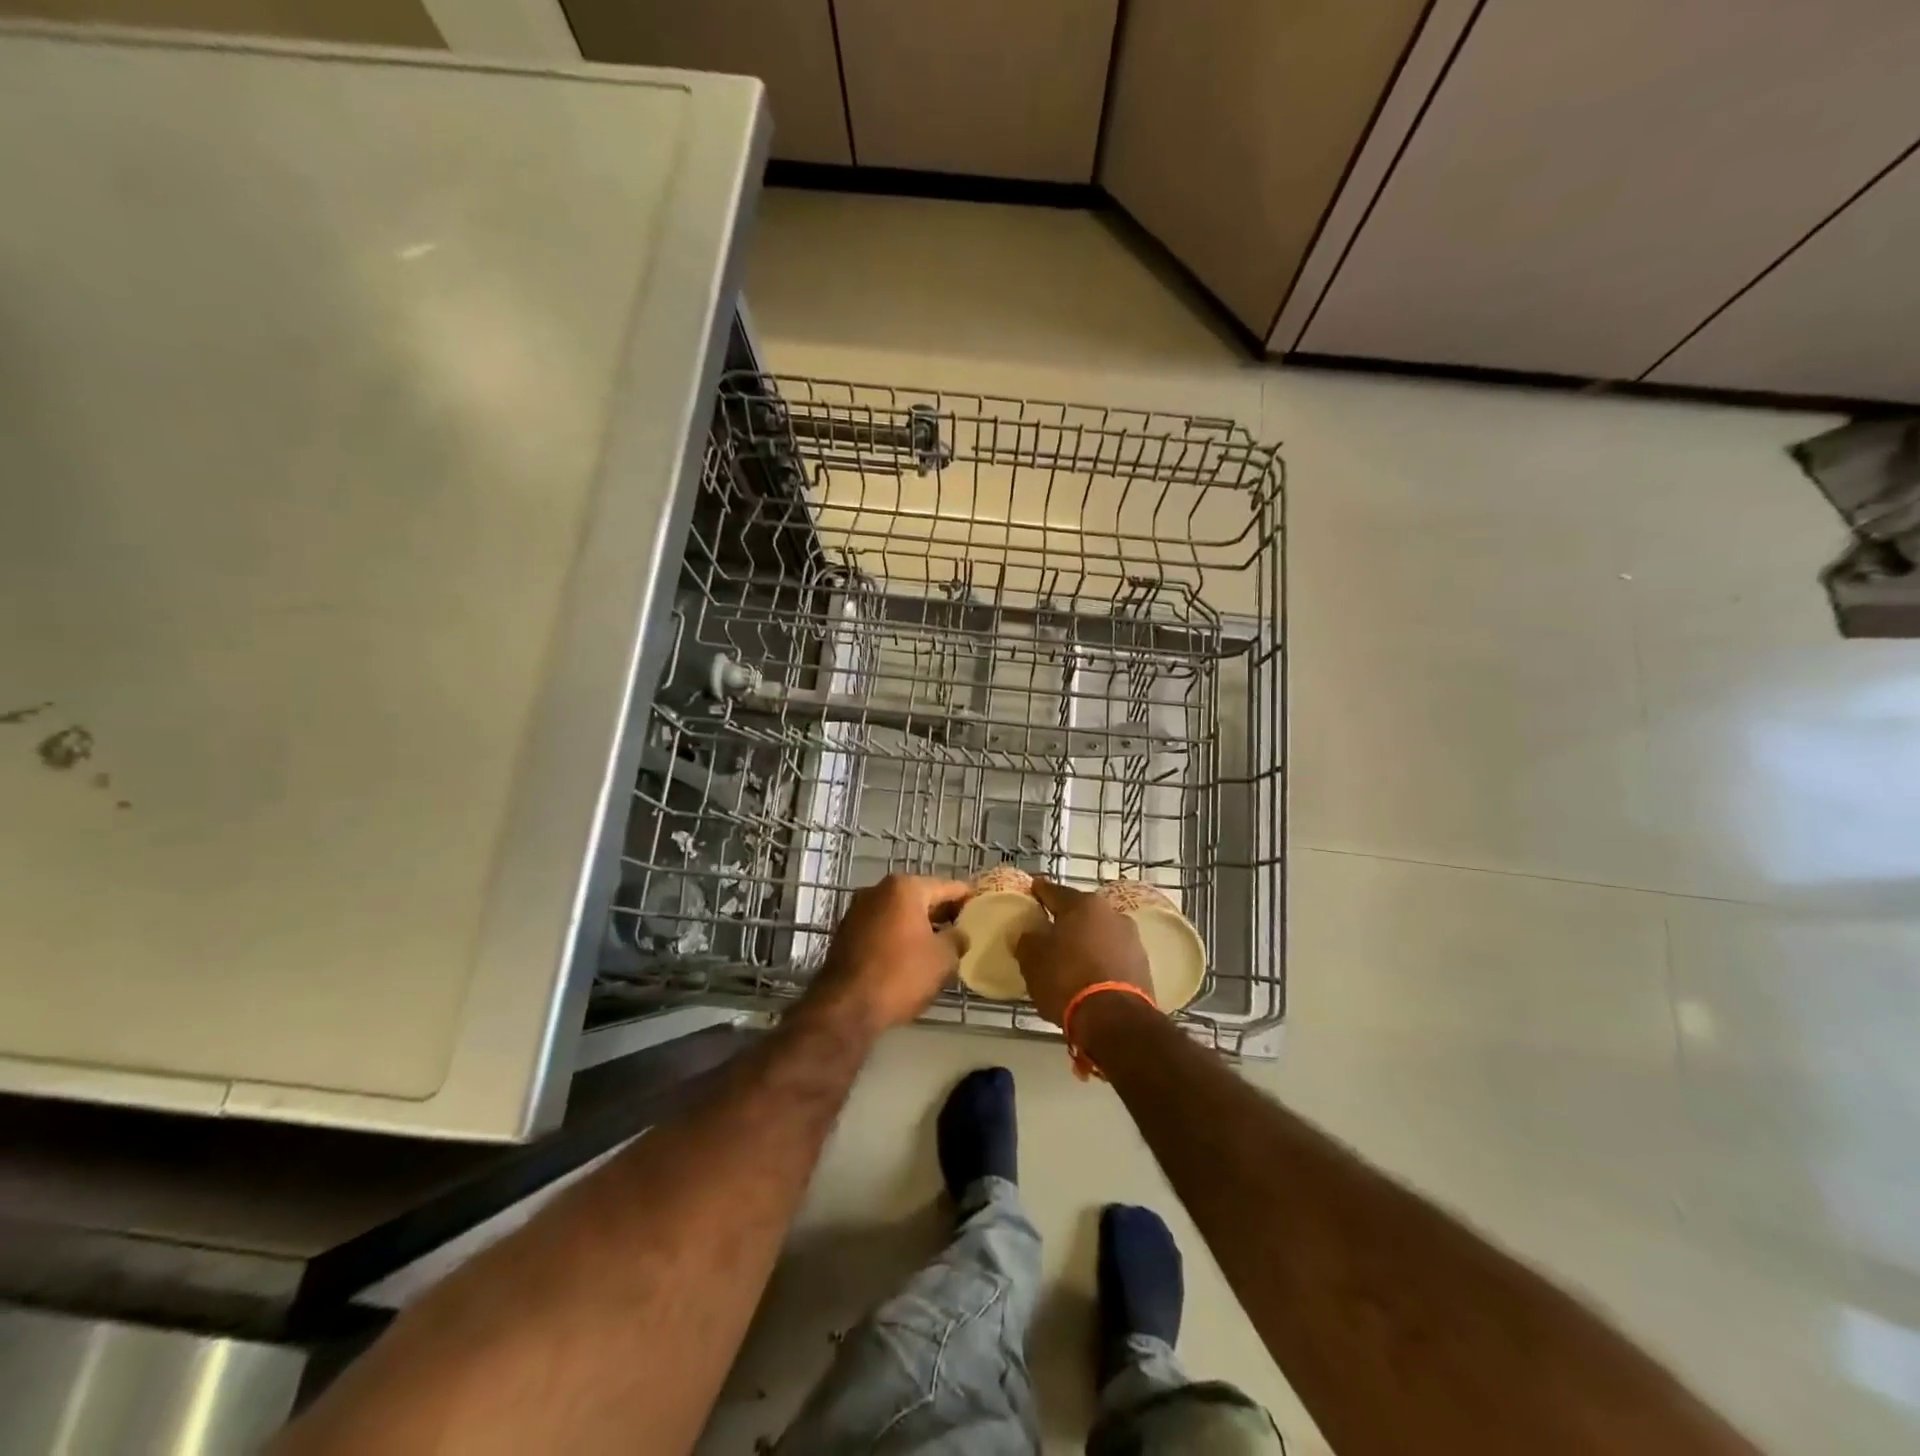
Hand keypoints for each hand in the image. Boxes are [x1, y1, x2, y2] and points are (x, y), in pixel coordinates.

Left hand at [808, 874, 969, 1033]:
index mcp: (905, 887)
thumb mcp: (943, 958)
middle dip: (942, 912)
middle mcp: (878, 890)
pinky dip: (898, 935)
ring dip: (918, 925)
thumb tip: (958, 934)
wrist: (845, 1007)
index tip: (981, 908)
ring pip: (899, 912)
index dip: (967, 898)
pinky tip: (910, 955)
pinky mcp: (846, 932)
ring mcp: (858, 910)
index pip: (947, 887)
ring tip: (940, 944)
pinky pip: (882, 927)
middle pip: (920, 896)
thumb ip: (957, 938)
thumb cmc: (901, 975)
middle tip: (963, 928)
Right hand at [1013, 879, 1156, 1026]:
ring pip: (1100, 933)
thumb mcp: (1032, 961)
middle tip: (1049, 930)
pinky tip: (1090, 975)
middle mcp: (1111, 913)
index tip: (1032, 891)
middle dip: (1066, 919)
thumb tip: (1030, 934)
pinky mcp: (1143, 964)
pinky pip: (1113, 955)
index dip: (1039, 892)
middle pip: (1081, 912)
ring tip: (1070, 958)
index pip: (1054, 891)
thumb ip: (1027, 940)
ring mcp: (1131, 938)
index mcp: (1082, 904)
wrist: (1116, 1019)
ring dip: (1086, 941)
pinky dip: (1101, 960)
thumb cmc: (1067, 980)